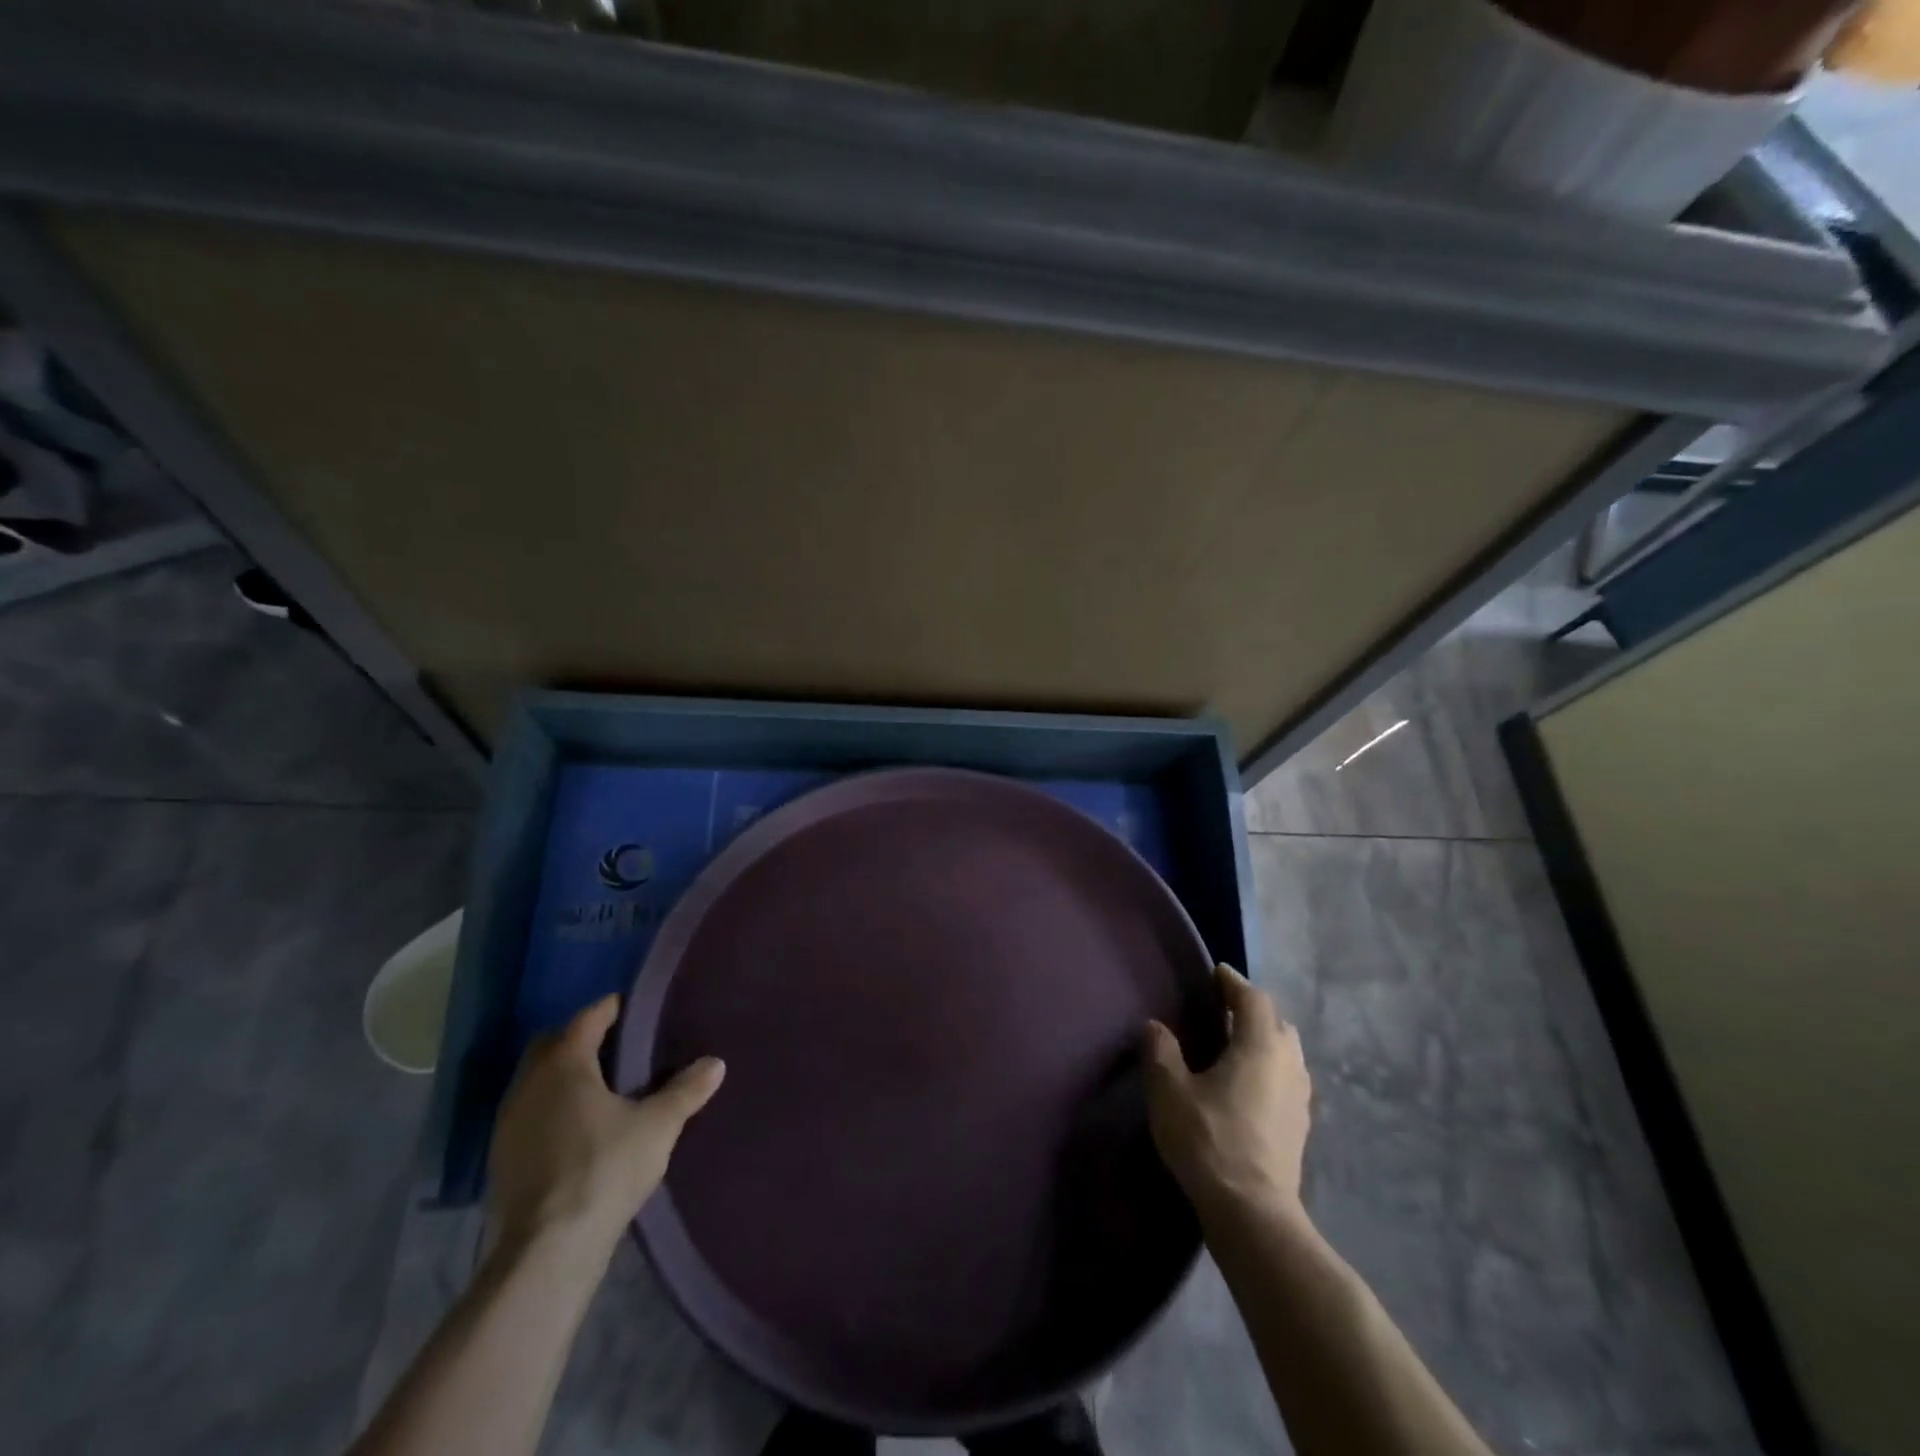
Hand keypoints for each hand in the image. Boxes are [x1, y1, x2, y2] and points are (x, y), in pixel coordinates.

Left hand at [487, 994, 723, 1267]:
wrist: (547, 1250)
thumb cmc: (604, 1168)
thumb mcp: (658, 1126)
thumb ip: (686, 1090)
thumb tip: (716, 1063)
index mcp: (564, 1063)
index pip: (588, 1018)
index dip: (613, 1009)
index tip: (637, 1010)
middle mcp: (529, 1083)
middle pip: (553, 1045)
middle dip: (582, 1040)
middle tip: (619, 1048)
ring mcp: (508, 1122)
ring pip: (537, 1081)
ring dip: (563, 1077)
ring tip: (602, 1089)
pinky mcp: (502, 1158)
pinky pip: (530, 1114)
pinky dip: (551, 1109)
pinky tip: (579, 1129)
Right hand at [1144, 964, 1311, 1218]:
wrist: (1253, 1214)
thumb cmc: (1209, 1140)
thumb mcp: (1170, 1091)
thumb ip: (1161, 1051)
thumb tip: (1155, 1026)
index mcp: (1260, 1046)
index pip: (1254, 998)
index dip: (1234, 983)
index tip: (1216, 974)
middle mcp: (1288, 1064)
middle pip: (1277, 1023)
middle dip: (1252, 1011)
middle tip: (1223, 1011)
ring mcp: (1300, 1098)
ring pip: (1287, 1054)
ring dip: (1264, 1042)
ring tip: (1234, 1047)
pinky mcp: (1300, 1127)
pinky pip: (1287, 1080)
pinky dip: (1269, 1070)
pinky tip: (1247, 1087)